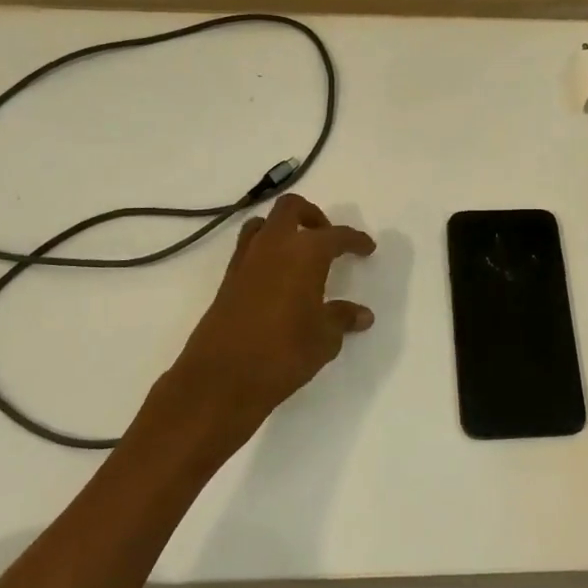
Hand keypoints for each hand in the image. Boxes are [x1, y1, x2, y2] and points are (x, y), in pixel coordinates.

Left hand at [141, 193, 375, 472]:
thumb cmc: (283, 354)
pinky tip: (279, 279)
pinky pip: (249, 249)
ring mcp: (245, 261)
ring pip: (264, 224)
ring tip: (300, 255)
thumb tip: (362, 314)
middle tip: (328, 239)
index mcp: (305, 253)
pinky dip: (266, 252)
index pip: (335, 235)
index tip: (367, 248)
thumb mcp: (324, 339)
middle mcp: (274, 246)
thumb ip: (342, 319)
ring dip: (284, 229)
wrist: (221, 379)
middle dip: (313, 216)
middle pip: (291, 208)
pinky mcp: (227, 280)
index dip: (354, 240)